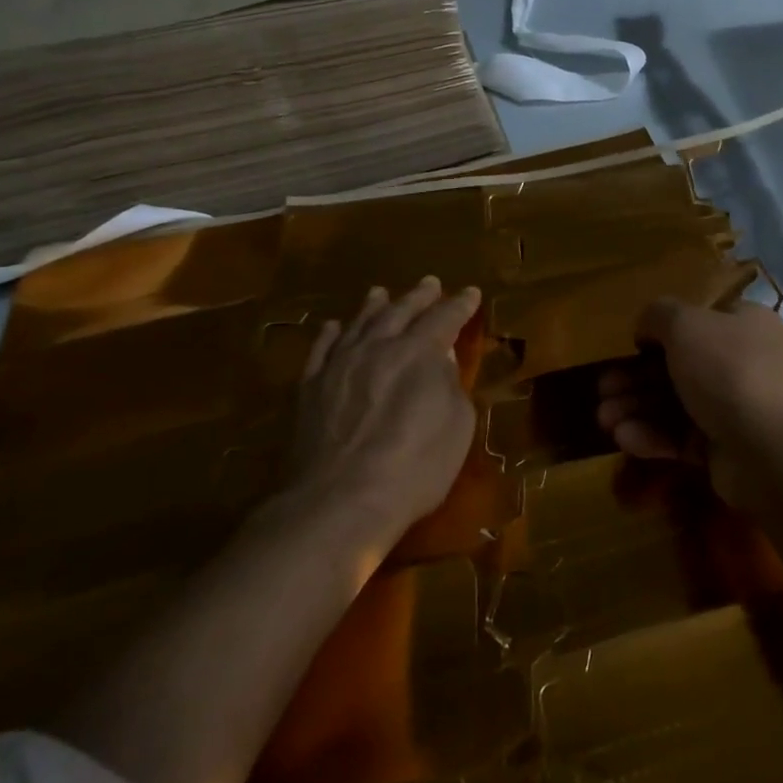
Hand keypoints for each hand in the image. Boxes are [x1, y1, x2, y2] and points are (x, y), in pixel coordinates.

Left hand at [278, 277, 482, 545]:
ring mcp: (340, 365)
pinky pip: (321, 350)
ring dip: (373, 306)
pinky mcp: (310, 388)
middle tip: (430, 282)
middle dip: (419, 296)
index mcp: (419, 353)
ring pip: (359, 323)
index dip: (460, 305)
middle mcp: (378, 347)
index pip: (445, 318)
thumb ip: (450, 385)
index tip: (471, 293)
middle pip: (400, 312)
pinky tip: (333, 327)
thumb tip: (440, 360)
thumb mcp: (456, 426)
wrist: (340, 501)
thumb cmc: (414, 468)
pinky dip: (330, 334)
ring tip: (380, 292)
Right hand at [595, 297, 782, 510]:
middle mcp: (742, 363)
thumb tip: (647, 329)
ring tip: (603, 419)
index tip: (630, 348)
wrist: (777, 451)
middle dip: (634, 379)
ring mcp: (736, 409)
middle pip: (678, 367)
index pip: (697, 323)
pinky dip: (653, 436)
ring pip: (676, 404)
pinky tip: (625, 438)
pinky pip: (683, 437)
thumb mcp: (686, 324)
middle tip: (602, 390)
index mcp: (743, 325)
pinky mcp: (726, 450)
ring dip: (636, 408)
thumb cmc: (731, 371)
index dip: (659, 334)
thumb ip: (659, 315)